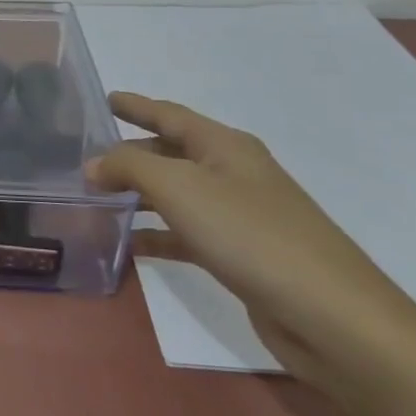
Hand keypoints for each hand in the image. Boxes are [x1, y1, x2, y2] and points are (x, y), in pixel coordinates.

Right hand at [88, 92, 415, 392]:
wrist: (331, 316)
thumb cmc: (251, 235)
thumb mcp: (180, 188)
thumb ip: (130, 167)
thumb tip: (93, 163)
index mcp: (224, 146)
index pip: (170, 114)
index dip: (136, 105)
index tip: (103, 98)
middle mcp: (232, 173)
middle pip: (170, 153)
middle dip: (129, 154)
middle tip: (84, 158)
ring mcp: (238, 215)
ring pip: (174, 195)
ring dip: (137, 195)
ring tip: (93, 199)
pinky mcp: (239, 254)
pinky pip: (184, 234)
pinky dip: (155, 234)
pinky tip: (127, 245)